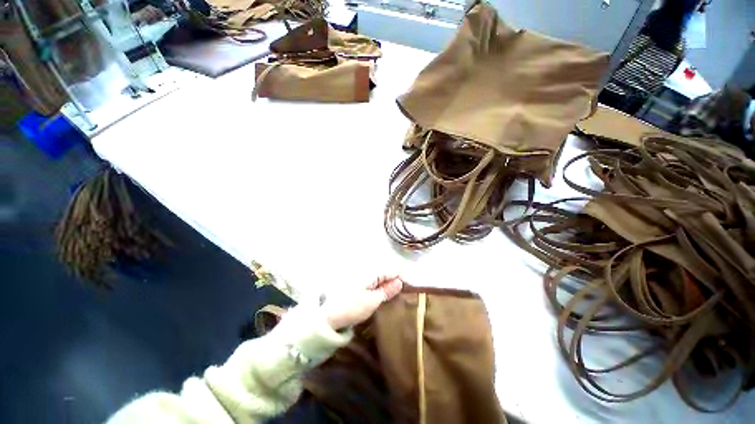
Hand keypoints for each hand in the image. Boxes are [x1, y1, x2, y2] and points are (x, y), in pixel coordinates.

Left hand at [322, 275, 403, 330]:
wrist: (327, 317)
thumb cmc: (352, 308)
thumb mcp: (373, 301)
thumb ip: (387, 290)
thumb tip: (399, 281)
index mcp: (368, 272)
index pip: (390, 270)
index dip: (400, 278)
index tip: (406, 288)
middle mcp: (360, 271)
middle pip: (381, 273)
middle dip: (390, 281)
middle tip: (398, 294)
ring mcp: (352, 279)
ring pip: (373, 279)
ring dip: (381, 286)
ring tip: (388, 297)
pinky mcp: (347, 287)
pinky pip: (365, 284)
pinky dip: (372, 289)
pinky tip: (374, 298)